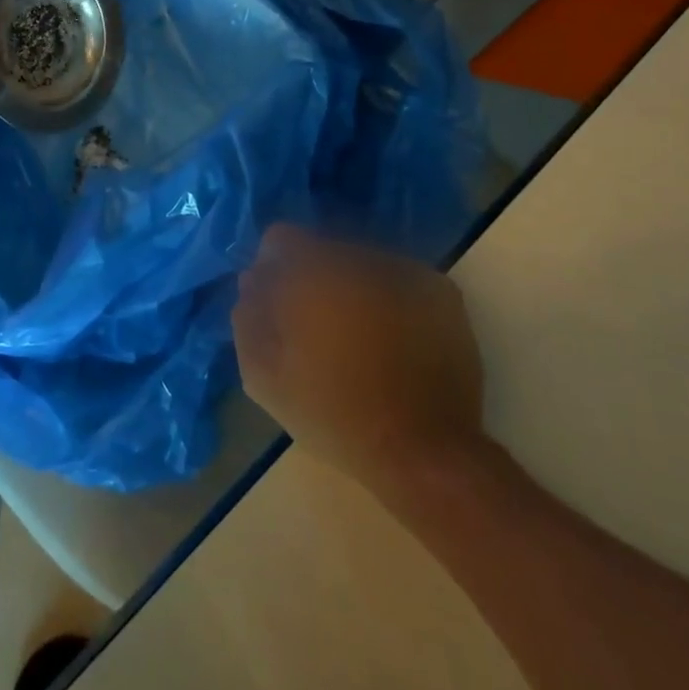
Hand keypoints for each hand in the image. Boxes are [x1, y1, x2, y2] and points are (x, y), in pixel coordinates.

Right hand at [233, 224, 485, 486]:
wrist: (423, 451)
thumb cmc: (334, 414)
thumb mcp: (264, 377)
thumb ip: (249, 318)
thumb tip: (251, 282)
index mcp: (311, 272)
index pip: (280, 238)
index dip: (273, 269)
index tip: (277, 305)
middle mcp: (358, 258)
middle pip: (323, 249)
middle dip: (315, 279)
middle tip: (318, 328)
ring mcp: (404, 270)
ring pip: (362, 263)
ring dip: (353, 287)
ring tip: (359, 338)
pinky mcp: (439, 290)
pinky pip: (399, 279)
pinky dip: (389, 298)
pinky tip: (392, 339)